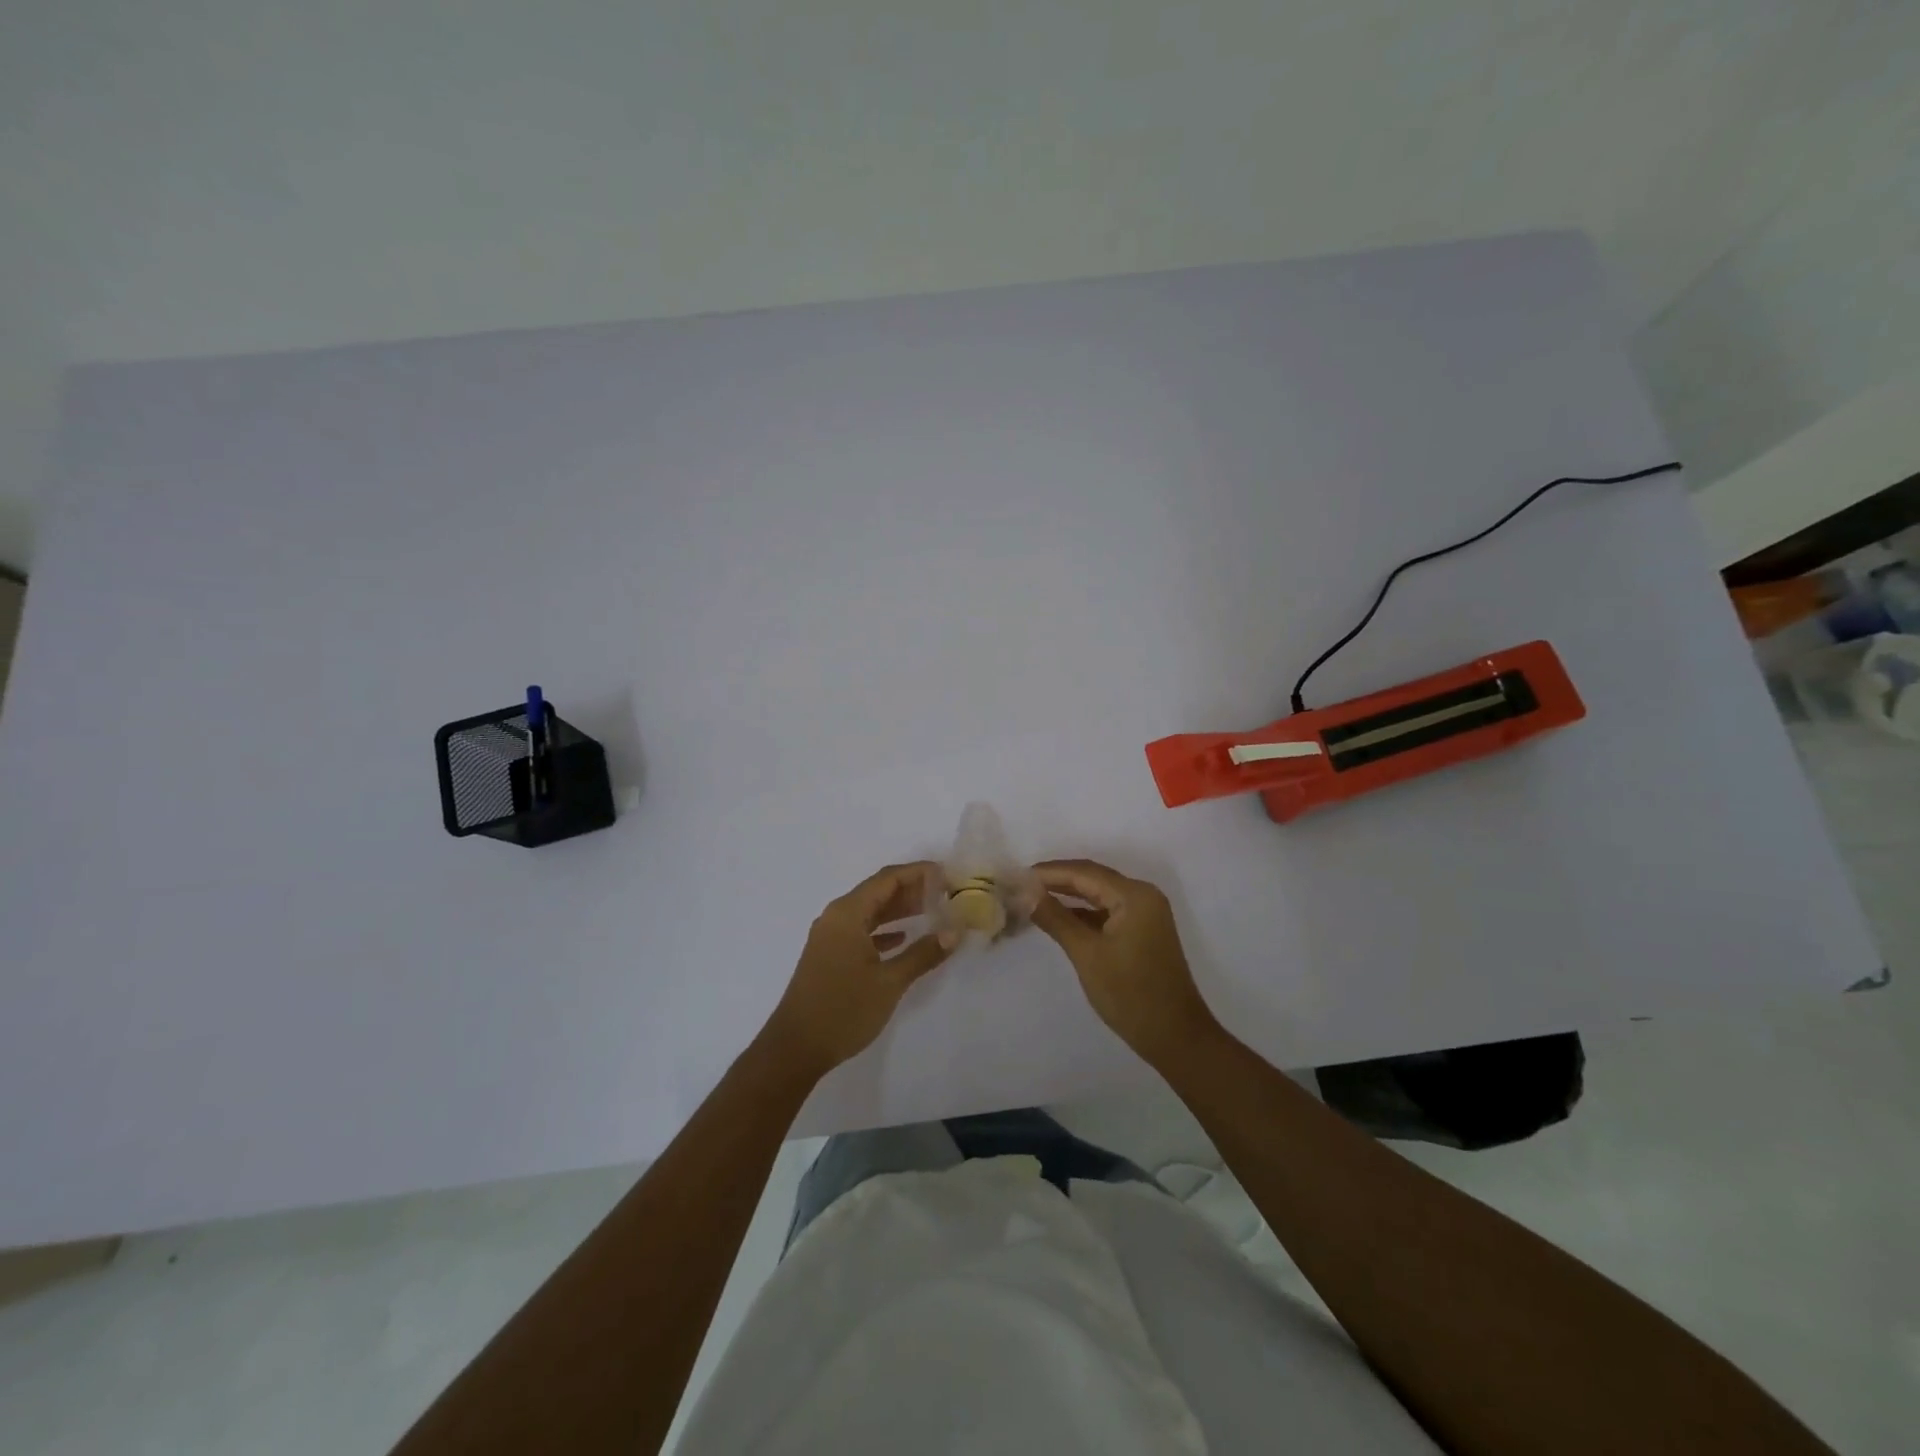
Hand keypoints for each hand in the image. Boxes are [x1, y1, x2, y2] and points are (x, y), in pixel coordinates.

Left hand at [760, 863, 951, 1080]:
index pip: (888, 879)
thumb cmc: (843, 1010)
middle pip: (878, 891)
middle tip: (945, 893)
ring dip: (898, 910)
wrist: (795, 1048)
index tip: (947, 874)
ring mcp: (830, 937)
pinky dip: (883, 930)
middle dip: (911, 889)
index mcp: (847, 913)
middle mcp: (836, 917)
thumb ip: (922, 954)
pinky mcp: (829, 955)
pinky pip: (861, 930)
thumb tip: (954, 932)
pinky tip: (902, 938)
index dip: (918, 872)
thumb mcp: (889, 982)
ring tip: (932, 911)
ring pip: (870, 911)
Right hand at [1029, 859, 1220, 1067]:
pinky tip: (1058, 918)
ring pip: (1099, 895)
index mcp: (1134, 895)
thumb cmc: (1130, 994)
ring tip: (1032, 899)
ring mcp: (1145, 914)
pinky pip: (1107, 912)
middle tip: (1020, 885)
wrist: (1175, 1037)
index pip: (1084, 872)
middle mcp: (1142, 896)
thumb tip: (1026, 893)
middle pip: (1092, 879)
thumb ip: (1056, 918)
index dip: (1049, 872)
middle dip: (1057, 881)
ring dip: (1068, 896)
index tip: (1017, 876)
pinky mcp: (1142, 931)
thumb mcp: (1087, 954)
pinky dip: (1083, 914)